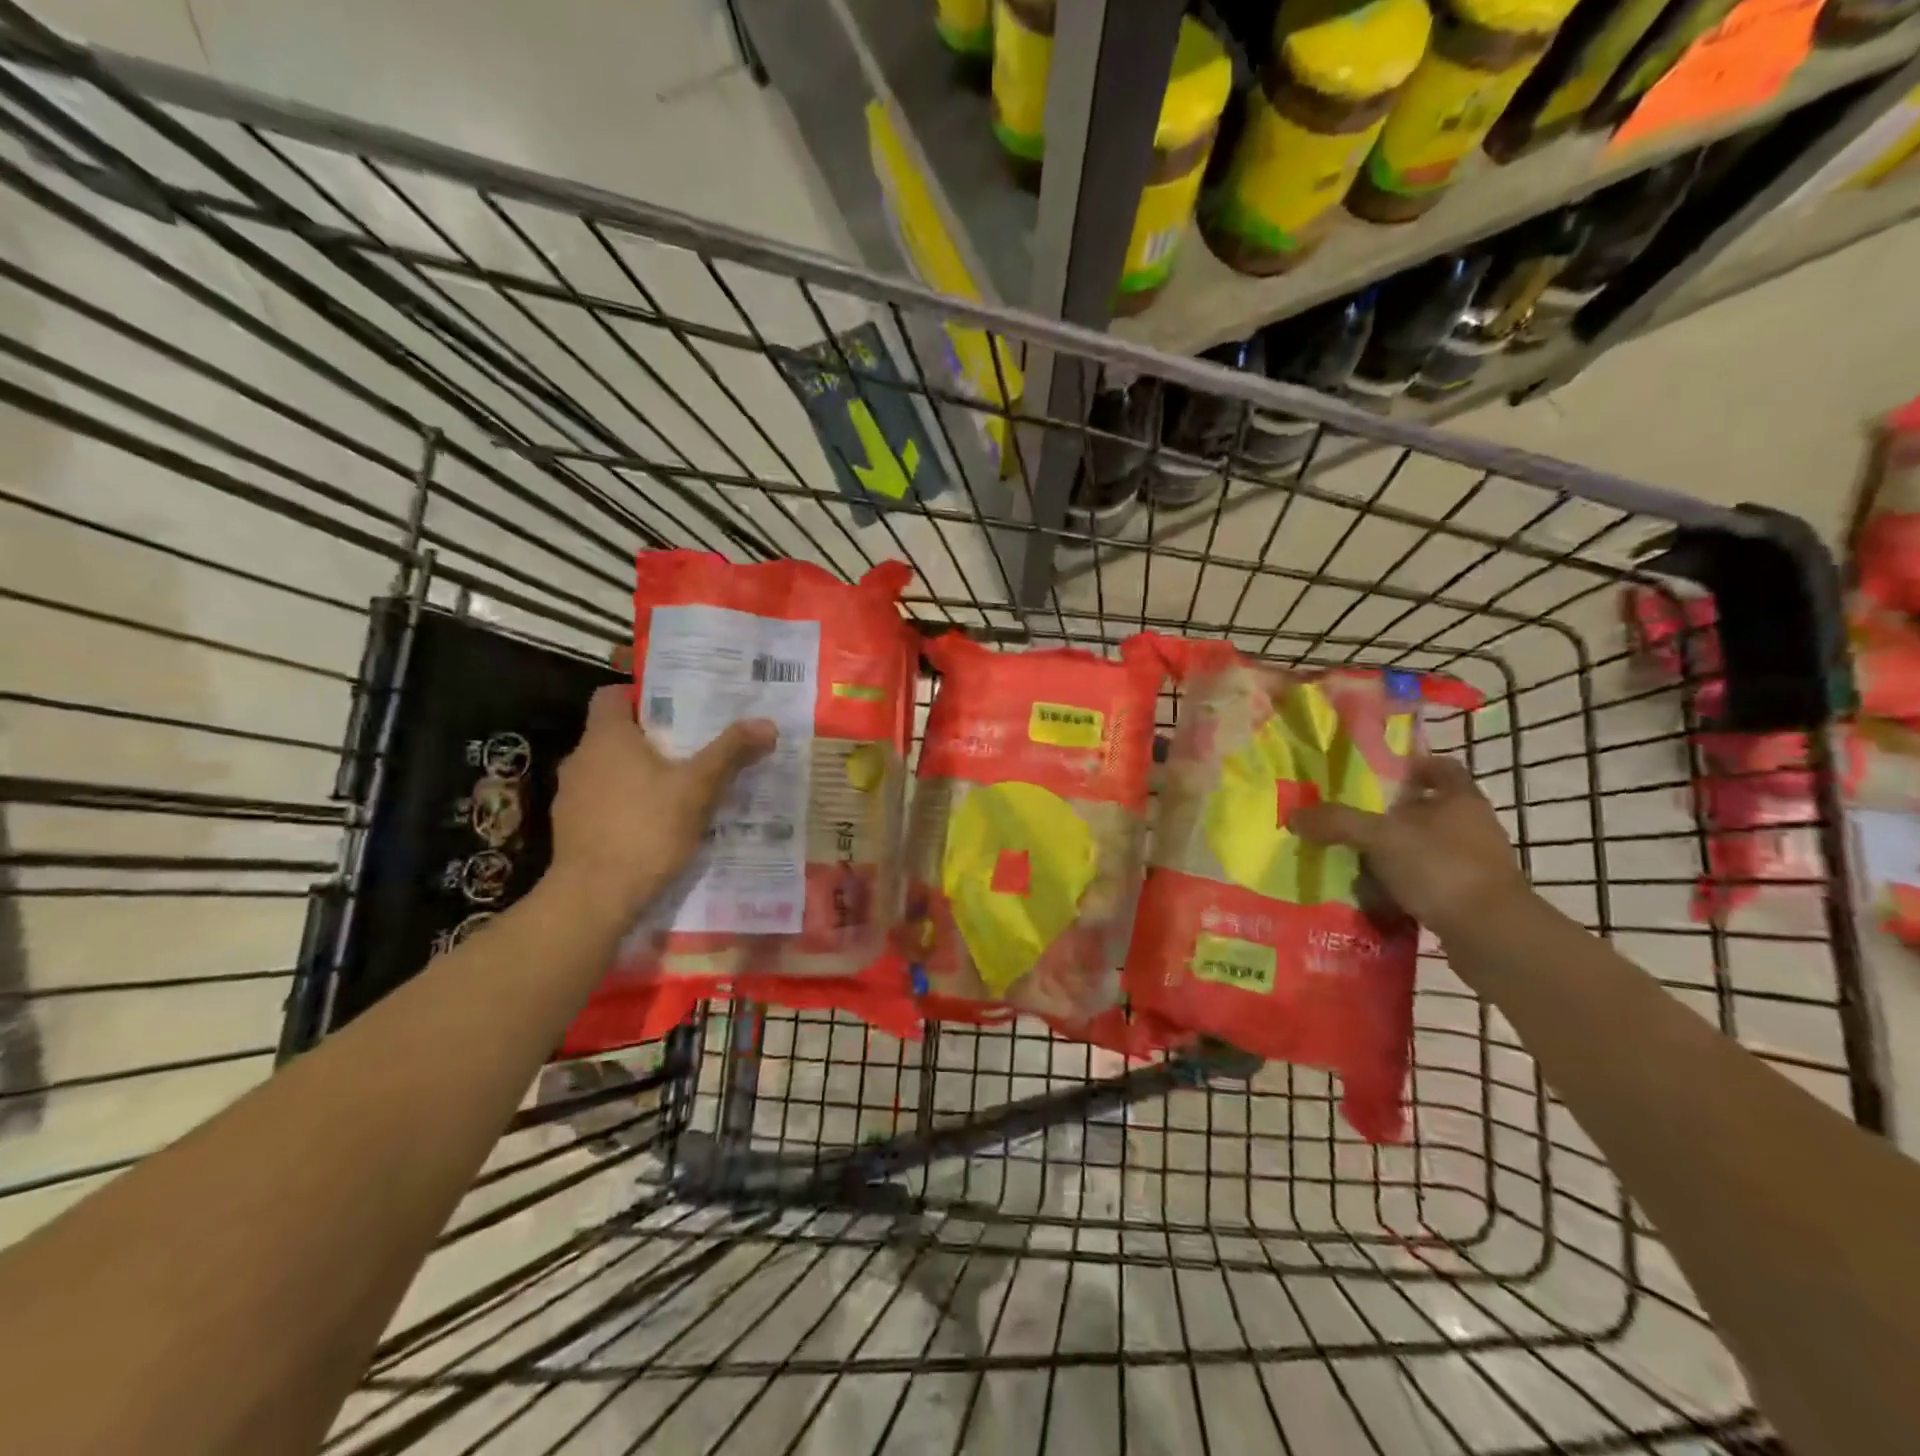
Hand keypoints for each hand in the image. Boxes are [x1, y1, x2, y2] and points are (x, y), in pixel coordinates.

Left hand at [547, 686, 776, 919]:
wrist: (594, 897)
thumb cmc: (646, 829)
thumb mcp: (698, 788)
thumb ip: (730, 752)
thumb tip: (767, 724)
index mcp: (606, 737)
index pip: (612, 695)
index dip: (641, 696)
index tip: (676, 708)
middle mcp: (581, 758)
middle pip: (616, 734)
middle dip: (653, 739)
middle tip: (694, 747)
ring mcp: (571, 796)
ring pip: (610, 771)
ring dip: (640, 774)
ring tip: (680, 787)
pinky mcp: (572, 829)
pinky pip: (604, 803)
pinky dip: (628, 805)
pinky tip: (656, 824)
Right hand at [1290, 753, 1529, 939]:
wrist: (1491, 935)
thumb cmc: (1440, 867)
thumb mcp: (1379, 837)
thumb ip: (1336, 822)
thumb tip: (1292, 815)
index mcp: (1460, 799)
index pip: (1441, 767)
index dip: (1411, 766)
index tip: (1378, 775)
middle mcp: (1473, 826)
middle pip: (1428, 809)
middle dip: (1391, 816)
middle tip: (1352, 821)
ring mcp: (1476, 864)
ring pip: (1426, 848)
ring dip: (1394, 854)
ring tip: (1355, 862)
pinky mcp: (1472, 898)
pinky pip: (1428, 882)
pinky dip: (1403, 887)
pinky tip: (1375, 896)